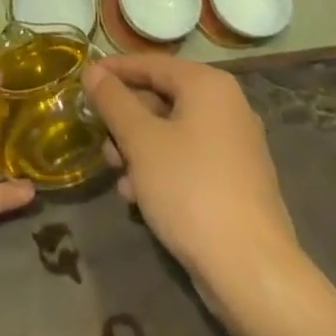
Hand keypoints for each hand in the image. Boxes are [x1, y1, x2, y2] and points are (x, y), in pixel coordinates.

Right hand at [84, 54, 300, 296]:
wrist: (252, 272)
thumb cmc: (190, 189)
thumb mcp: (141, 141)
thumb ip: (113, 101)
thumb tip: (92, 71)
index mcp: (208, 85)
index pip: (151, 64)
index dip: (114, 71)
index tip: (83, 81)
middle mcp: (227, 106)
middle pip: (162, 98)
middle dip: (126, 119)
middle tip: (99, 138)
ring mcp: (235, 146)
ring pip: (173, 132)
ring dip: (139, 149)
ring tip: (117, 174)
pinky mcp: (237, 182)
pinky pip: (189, 160)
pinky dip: (162, 169)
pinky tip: (138, 197)